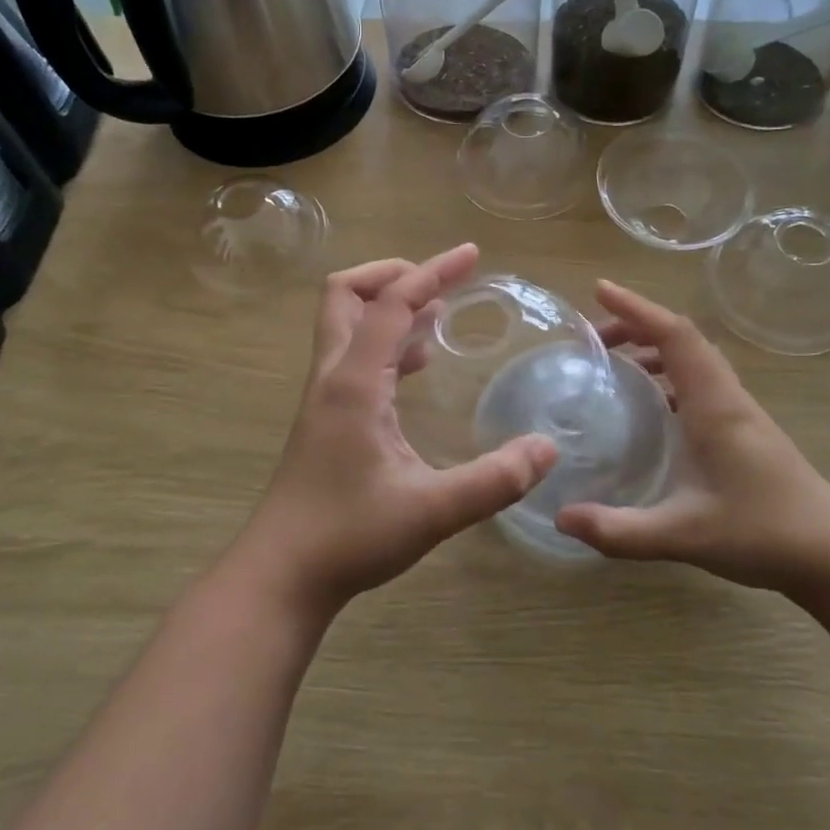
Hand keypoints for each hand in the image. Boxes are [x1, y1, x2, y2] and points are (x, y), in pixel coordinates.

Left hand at [237, 244, 558, 618]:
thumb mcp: (431, 511)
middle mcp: (333, 377)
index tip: (472, 255)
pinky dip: (385, 343)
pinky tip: (417, 367)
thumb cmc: (348, 537)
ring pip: (346, 324)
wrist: (282, 574)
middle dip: (393, 274)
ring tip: (439, 314)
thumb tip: (548, 449)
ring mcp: (324, 397)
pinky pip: (353, 357)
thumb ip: (493, 480)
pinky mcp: (326, 418)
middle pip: (345, 294)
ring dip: (388, 307)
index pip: (392, 304)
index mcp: (354, 383)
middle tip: (442, 283)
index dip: (432, 272)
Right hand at [556, 281, 829, 599]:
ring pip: (693, 359)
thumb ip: (620, 530)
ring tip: (613, 364)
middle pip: (682, 338)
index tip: (600, 292)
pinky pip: (699, 381)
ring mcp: (738, 412)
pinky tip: (648, 406)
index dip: (637, 308)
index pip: (675, 336)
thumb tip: (562, 518)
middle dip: (636, 325)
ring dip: (653, 348)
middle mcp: (726, 397)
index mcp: (714, 405)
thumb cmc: (764, 533)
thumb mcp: (683, 535)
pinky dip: (668, 374)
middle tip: (593, 339)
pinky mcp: (742, 429)